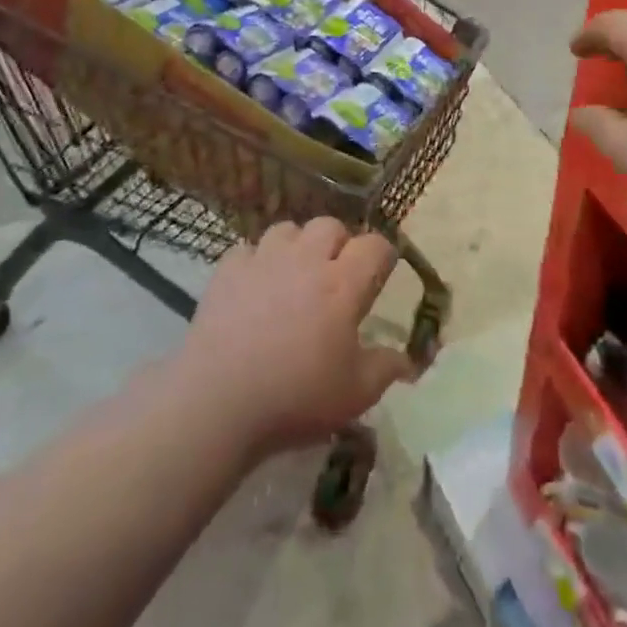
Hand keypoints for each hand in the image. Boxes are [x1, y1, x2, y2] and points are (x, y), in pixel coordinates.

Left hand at [175, 219, 412, 458]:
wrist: (218, 400)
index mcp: (343, 284)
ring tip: (293, 274)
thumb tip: (408, 359)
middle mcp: (307, 259)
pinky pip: (249, 249)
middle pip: (331, 226)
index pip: (376, 246)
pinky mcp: (229, 268)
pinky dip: (256, 262)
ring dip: (297, 246)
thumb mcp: (354, 395)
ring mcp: (265, 258)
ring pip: (289, 229)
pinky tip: (254, 286)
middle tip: (335, 275)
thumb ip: (385, 369)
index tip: (380, 274)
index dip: (383, 256)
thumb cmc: (295, 398)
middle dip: (339, 243)